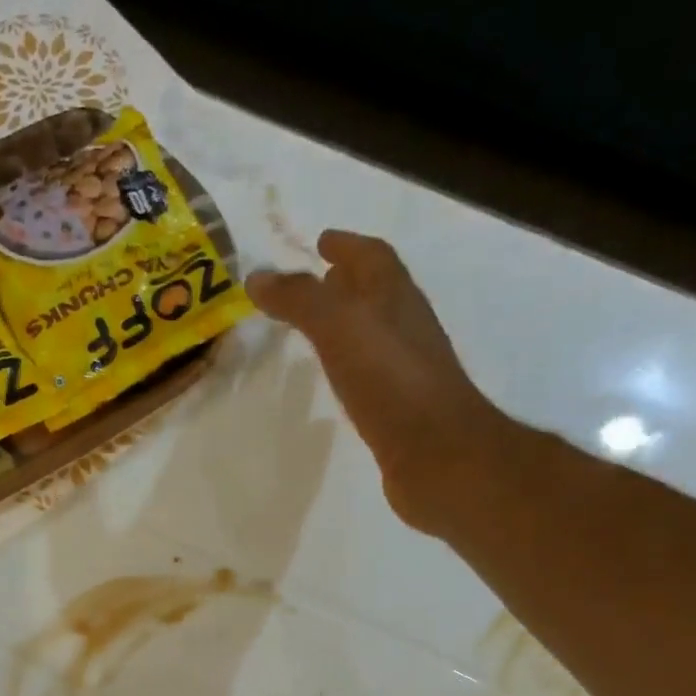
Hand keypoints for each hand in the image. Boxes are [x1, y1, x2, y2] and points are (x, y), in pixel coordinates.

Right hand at [247, 230, 521, 536]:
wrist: (437, 455)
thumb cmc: (390, 381)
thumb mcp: (339, 327)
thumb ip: (300, 300)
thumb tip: (258, 277)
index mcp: (396, 300)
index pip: (373, 259)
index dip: (348, 246)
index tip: (321, 241)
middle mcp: (406, 328)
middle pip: (377, 294)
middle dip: (348, 283)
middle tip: (317, 281)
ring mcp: (407, 370)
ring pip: (374, 334)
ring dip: (349, 323)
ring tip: (319, 328)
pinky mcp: (401, 409)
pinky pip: (372, 373)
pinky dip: (352, 364)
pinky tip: (338, 378)